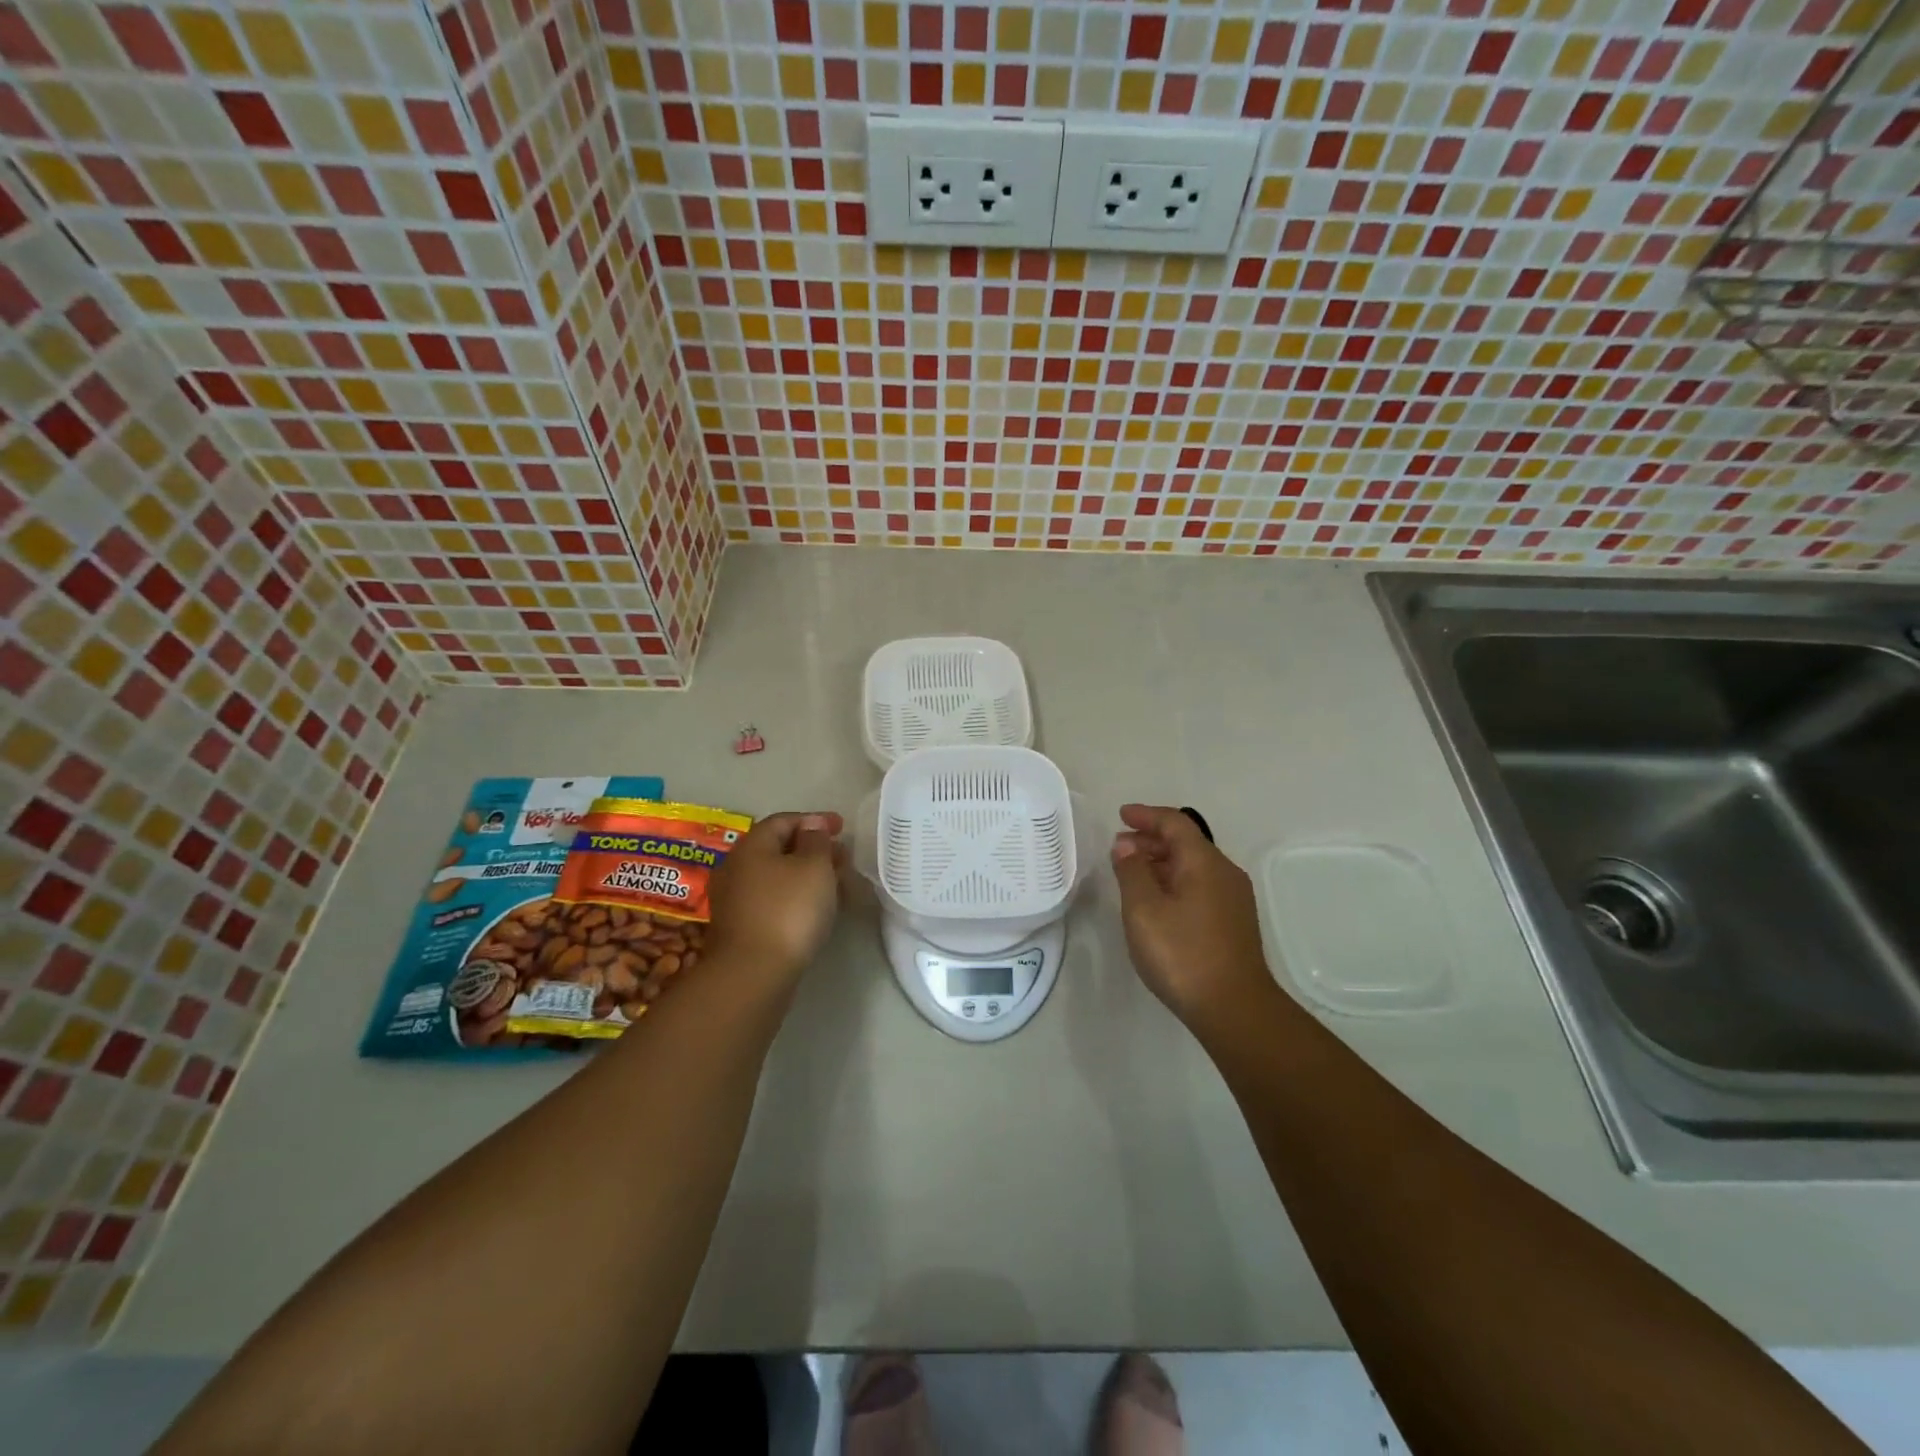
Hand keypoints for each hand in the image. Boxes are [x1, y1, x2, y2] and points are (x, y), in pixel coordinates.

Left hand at [706, 811, 844, 992]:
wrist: (755, 973)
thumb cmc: (789, 909)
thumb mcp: (814, 866)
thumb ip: (817, 841)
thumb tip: (811, 829)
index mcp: (751, 846)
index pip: (783, 820)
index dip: (814, 820)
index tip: (842, 827)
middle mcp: (736, 868)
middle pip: (778, 849)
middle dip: (813, 849)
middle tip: (842, 857)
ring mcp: (735, 900)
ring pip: (777, 876)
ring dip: (807, 875)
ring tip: (836, 884)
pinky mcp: (742, 928)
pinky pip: (773, 900)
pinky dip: (796, 896)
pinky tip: (816, 909)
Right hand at [1110, 804, 1273, 1035]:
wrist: (1234, 1009)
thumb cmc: (1182, 954)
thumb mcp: (1143, 909)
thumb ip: (1132, 871)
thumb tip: (1127, 845)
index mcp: (1204, 863)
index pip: (1175, 823)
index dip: (1147, 816)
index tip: (1121, 815)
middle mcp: (1225, 873)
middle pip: (1187, 842)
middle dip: (1152, 839)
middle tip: (1120, 847)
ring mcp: (1233, 899)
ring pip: (1193, 866)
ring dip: (1162, 862)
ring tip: (1132, 873)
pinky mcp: (1233, 923)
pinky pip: (1200, 885)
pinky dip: (1174, 881)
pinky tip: (1157, 901)